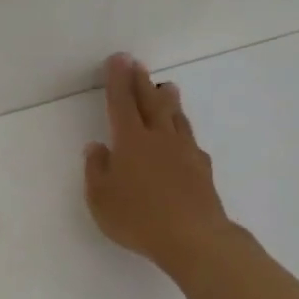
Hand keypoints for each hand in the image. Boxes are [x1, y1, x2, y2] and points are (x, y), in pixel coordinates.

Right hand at [83, 53, 235, 279]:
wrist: (193, 238)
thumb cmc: (138, 217)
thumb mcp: (100, 198)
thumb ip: (96, 169)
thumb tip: (96, 147)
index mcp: (130, 141)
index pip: (121, 104)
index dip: (117, 81)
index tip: (118, 59)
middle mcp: (159, 139)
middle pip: (150, 103)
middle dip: (142, 82)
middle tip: (138, 64)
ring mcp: (184, 152)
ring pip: (175, 117)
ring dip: (168, 100)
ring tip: (167, 87)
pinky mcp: (202, 169)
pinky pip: (190, 139)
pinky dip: (183, 129)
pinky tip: (183, 134)